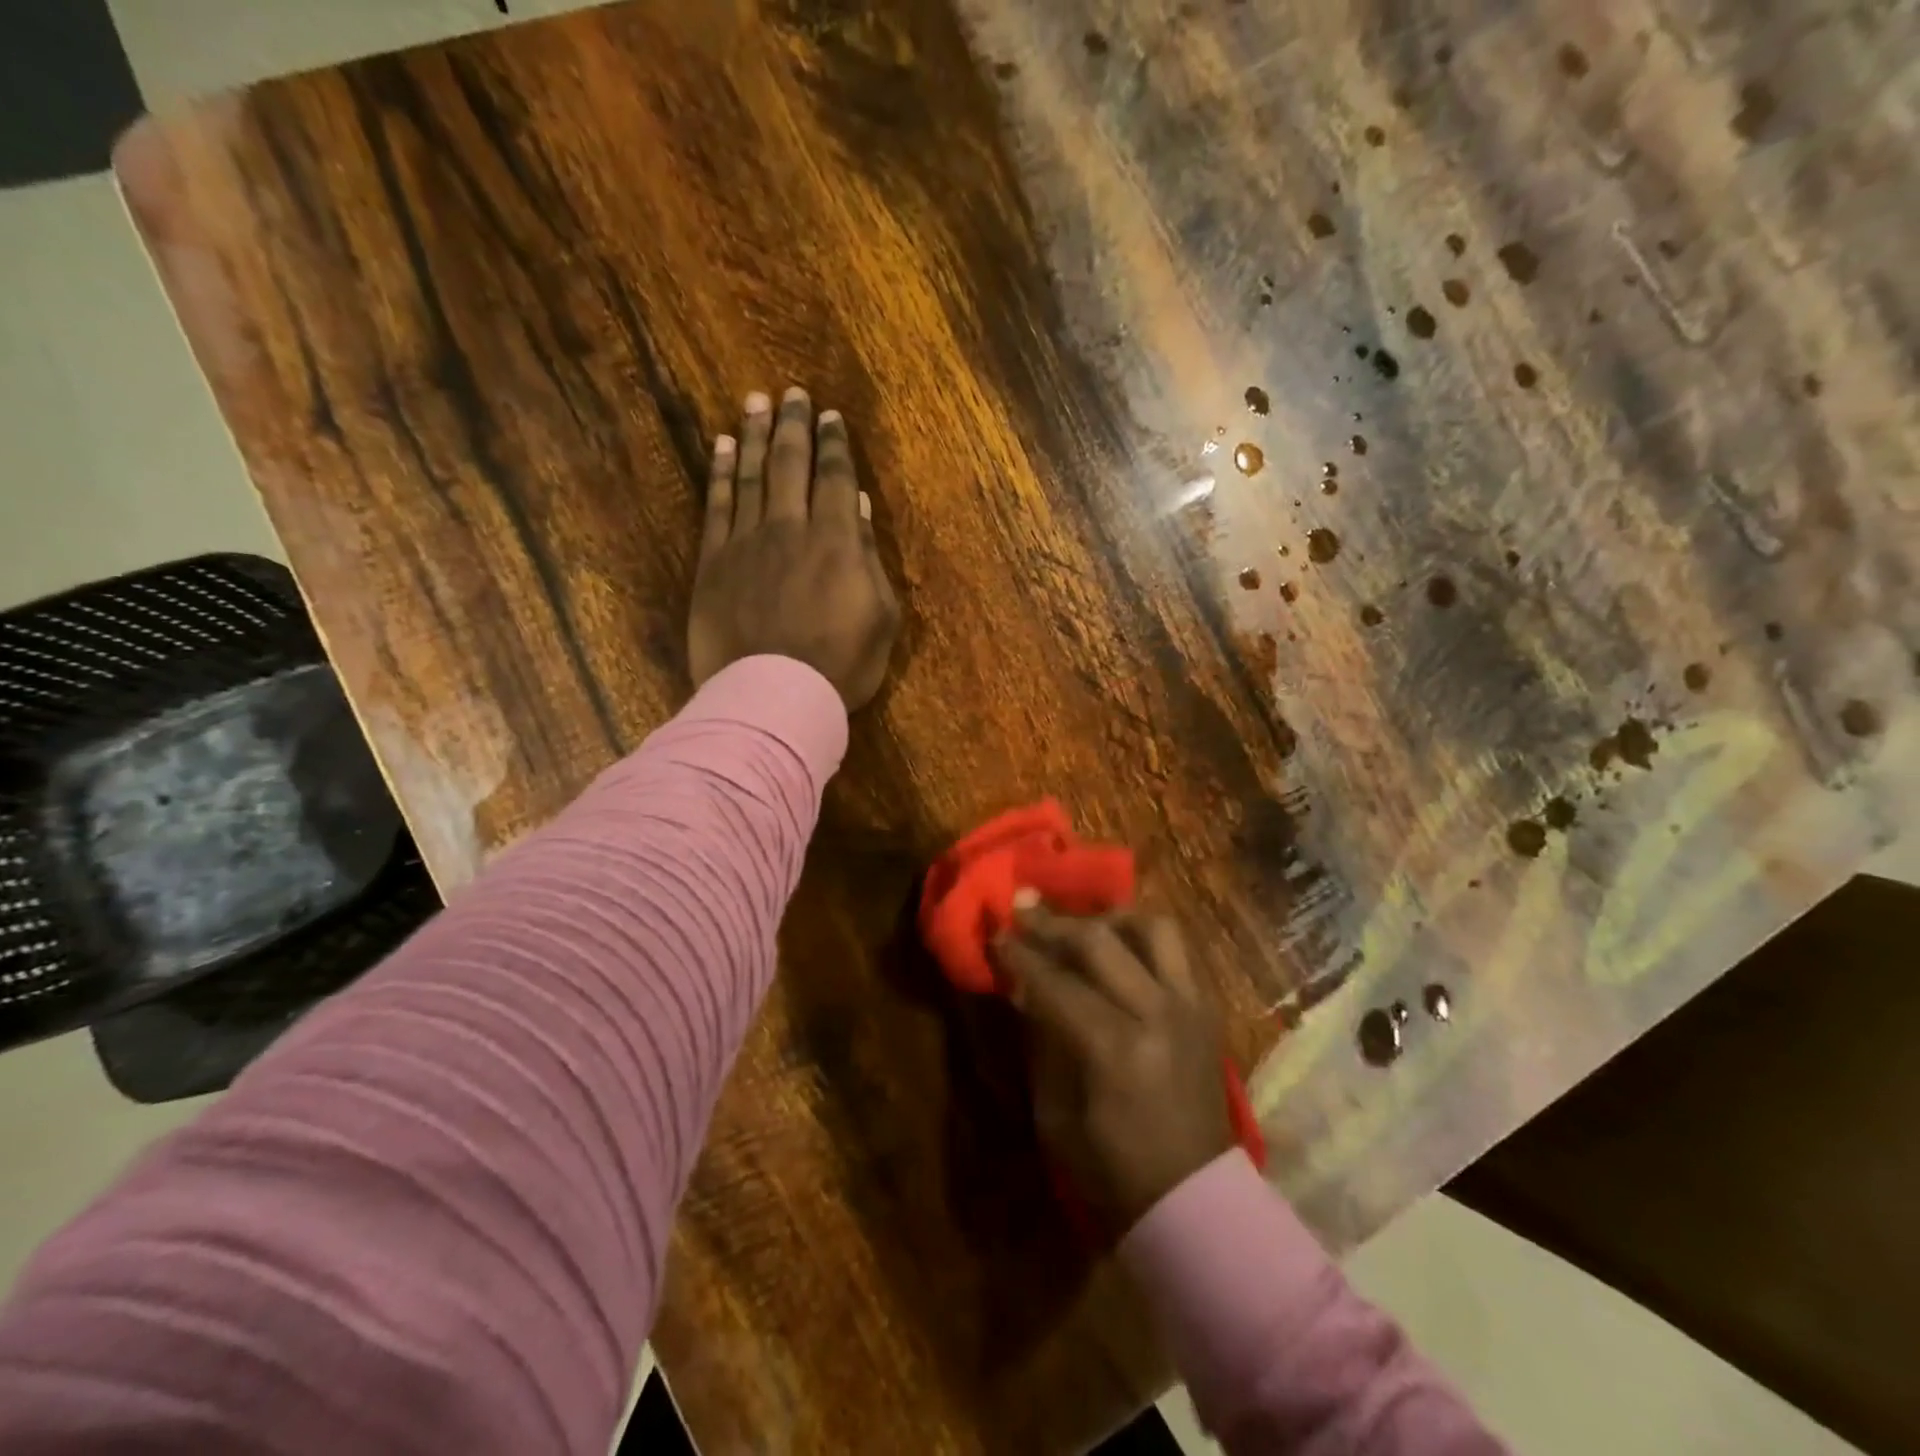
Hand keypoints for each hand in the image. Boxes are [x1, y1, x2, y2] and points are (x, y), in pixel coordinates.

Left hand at [689, 387, 900, 709]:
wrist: (774, 696)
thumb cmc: (840, 665)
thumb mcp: (880, 618)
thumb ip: (870, 558)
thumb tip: (860, 509)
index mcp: (838, 541)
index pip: (836, 479)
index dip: (835, 445)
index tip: (831, 417)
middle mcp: (791, 527)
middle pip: (791, 464)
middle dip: (794, 425)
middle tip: (793, 394)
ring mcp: (747, 542)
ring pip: (751, 475)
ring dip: (755, 435)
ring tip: (756, 402)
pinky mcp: (713, 562)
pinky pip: (717, 505)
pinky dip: (721, 472)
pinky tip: (723, 447)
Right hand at [996, 903, 1235, 1234]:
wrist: (1196, 1199)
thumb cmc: (1113, 1169)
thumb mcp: (1055, 1112)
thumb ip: (1042, 1040)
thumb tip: (1022, 987)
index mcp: (1116, 1049)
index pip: (1056, 982)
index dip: (1020, 955)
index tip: (995, 933)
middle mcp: (1158, 1014)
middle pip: (1100, 941)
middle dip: (1053, 922)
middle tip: (1023, 907)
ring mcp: (1191, 1005)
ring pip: (1153, 927)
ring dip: (1110, 917)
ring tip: (1081, 922)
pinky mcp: (1208, 1007)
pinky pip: (1177, 948)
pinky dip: (1142, 936)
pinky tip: (1118, 945)